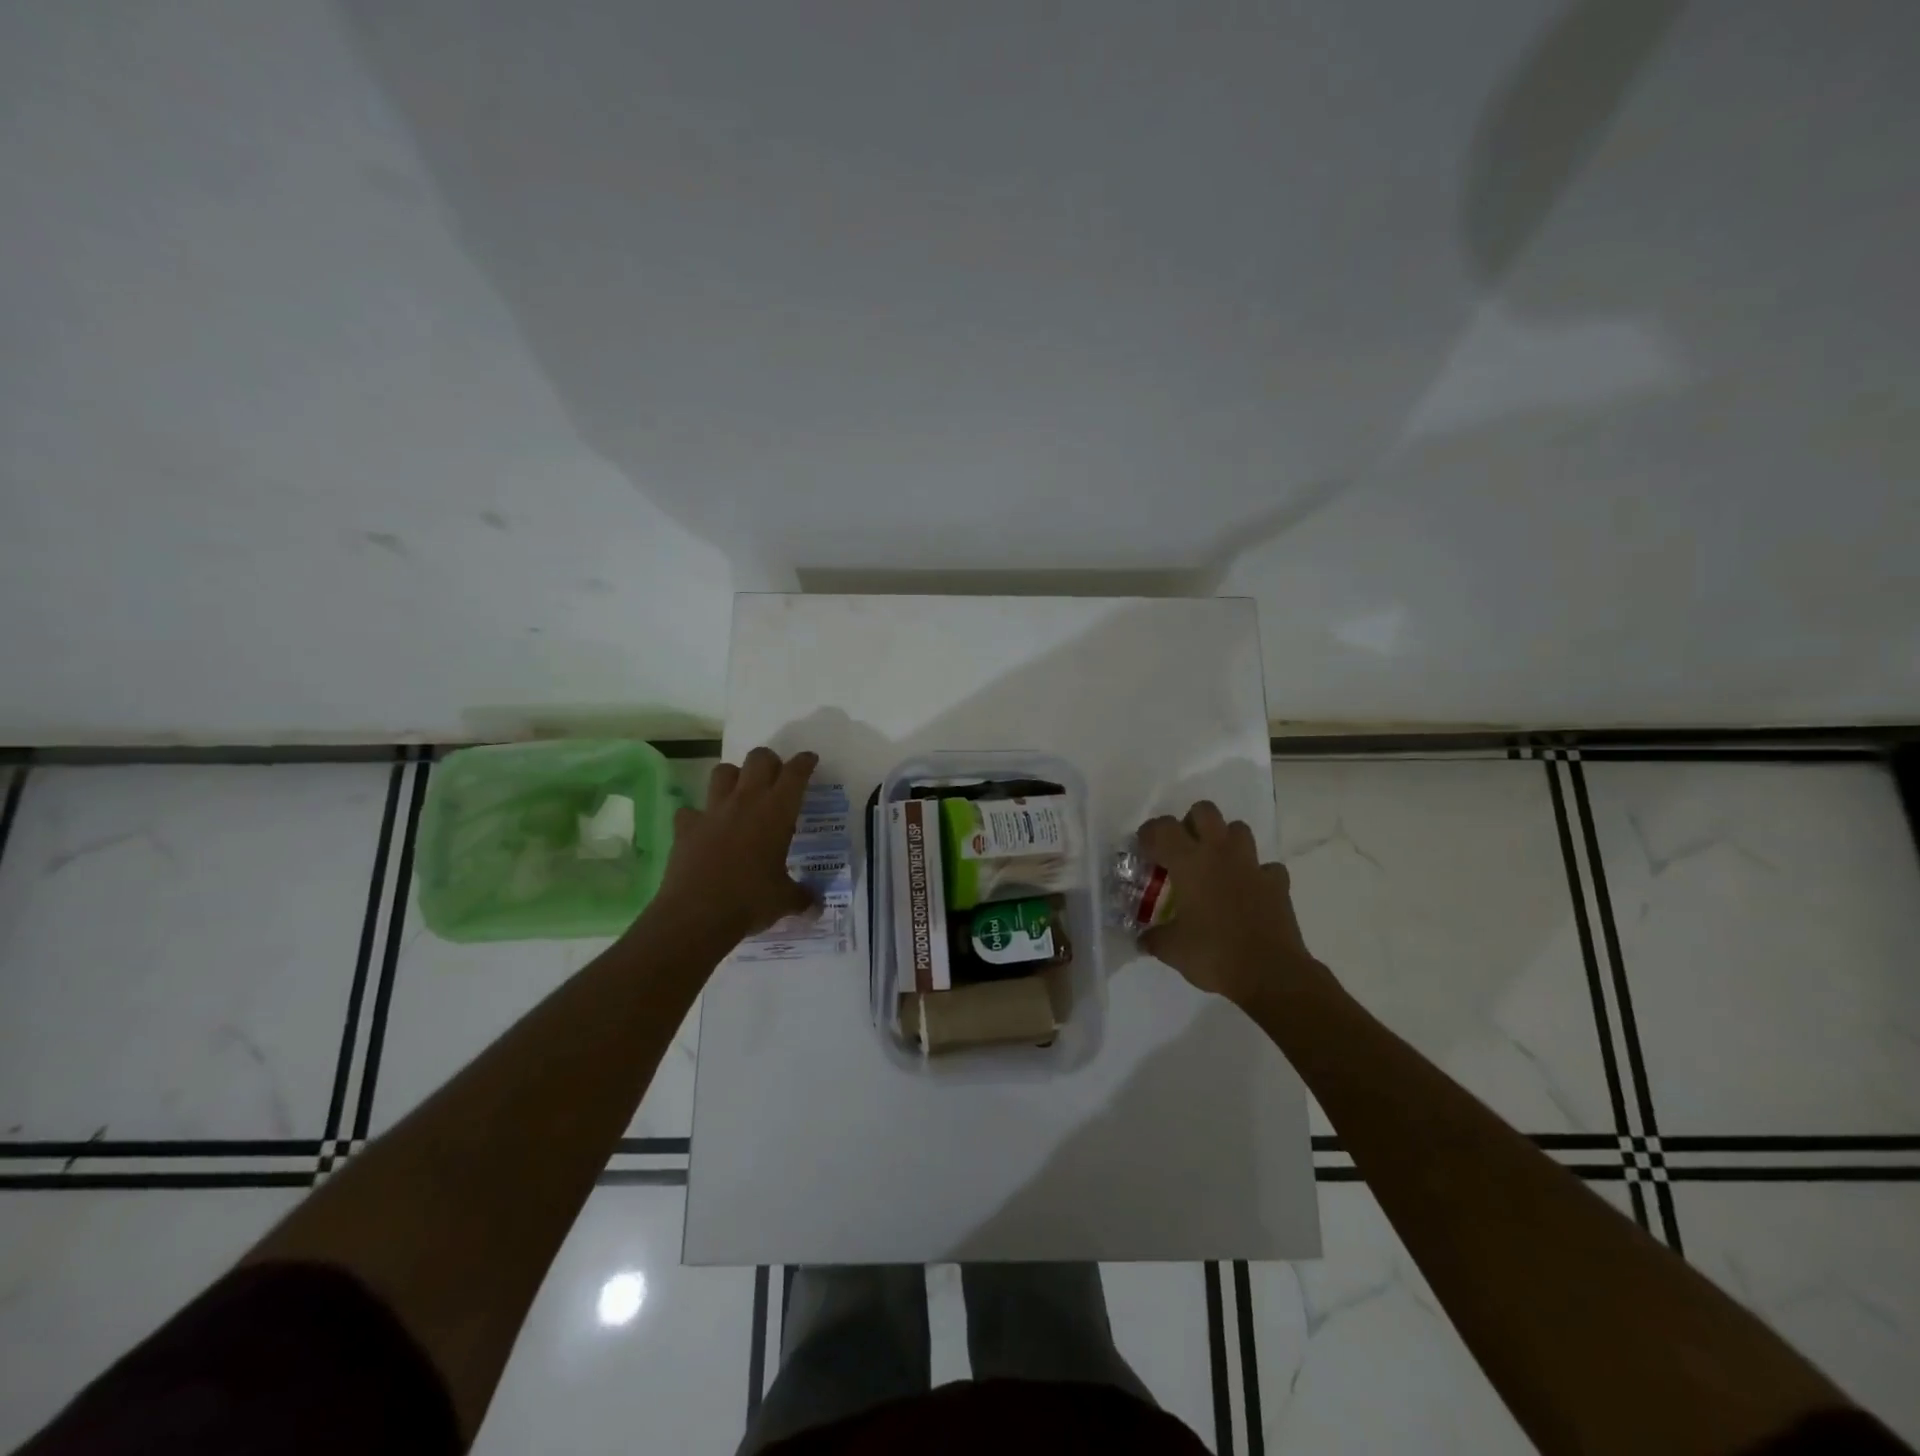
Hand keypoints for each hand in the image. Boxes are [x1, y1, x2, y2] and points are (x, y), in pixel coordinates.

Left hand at [649, 748, 818, 946]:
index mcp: (777, 812)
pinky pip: (691, 810)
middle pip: (758, 759)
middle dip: (770, 761)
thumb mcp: (785, 900)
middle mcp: (746, 801)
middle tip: (776, 777)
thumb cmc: (750, 901)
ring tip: (740, 793)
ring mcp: (712, 811)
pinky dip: (698, 815)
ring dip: (734, 777)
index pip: (795, 773)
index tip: (810, 760)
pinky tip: (705, 828)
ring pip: (723, 772)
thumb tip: (817, 907)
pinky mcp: (686, 826)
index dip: (804, 762)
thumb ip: (803, 897)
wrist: (696, 915)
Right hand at [1135, 801, 1325, 1008]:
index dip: (1149, 833)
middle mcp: (1220, 853)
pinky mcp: (1277, 884)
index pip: (1163, 828)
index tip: (1143, 849)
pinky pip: (1267, 867)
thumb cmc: (1213, 954)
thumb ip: (1153, 938)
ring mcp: (1252, 866)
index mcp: (1189, 862)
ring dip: (1225, 840)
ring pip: (1239, 830)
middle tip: (1182, 848)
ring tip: (1215, 863)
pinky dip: (1257, 874)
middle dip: (1191, 822)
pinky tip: (1248, 890)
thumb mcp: (1171, 949)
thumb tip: (1143, 939)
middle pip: (1205, 811)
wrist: (1270, 973)